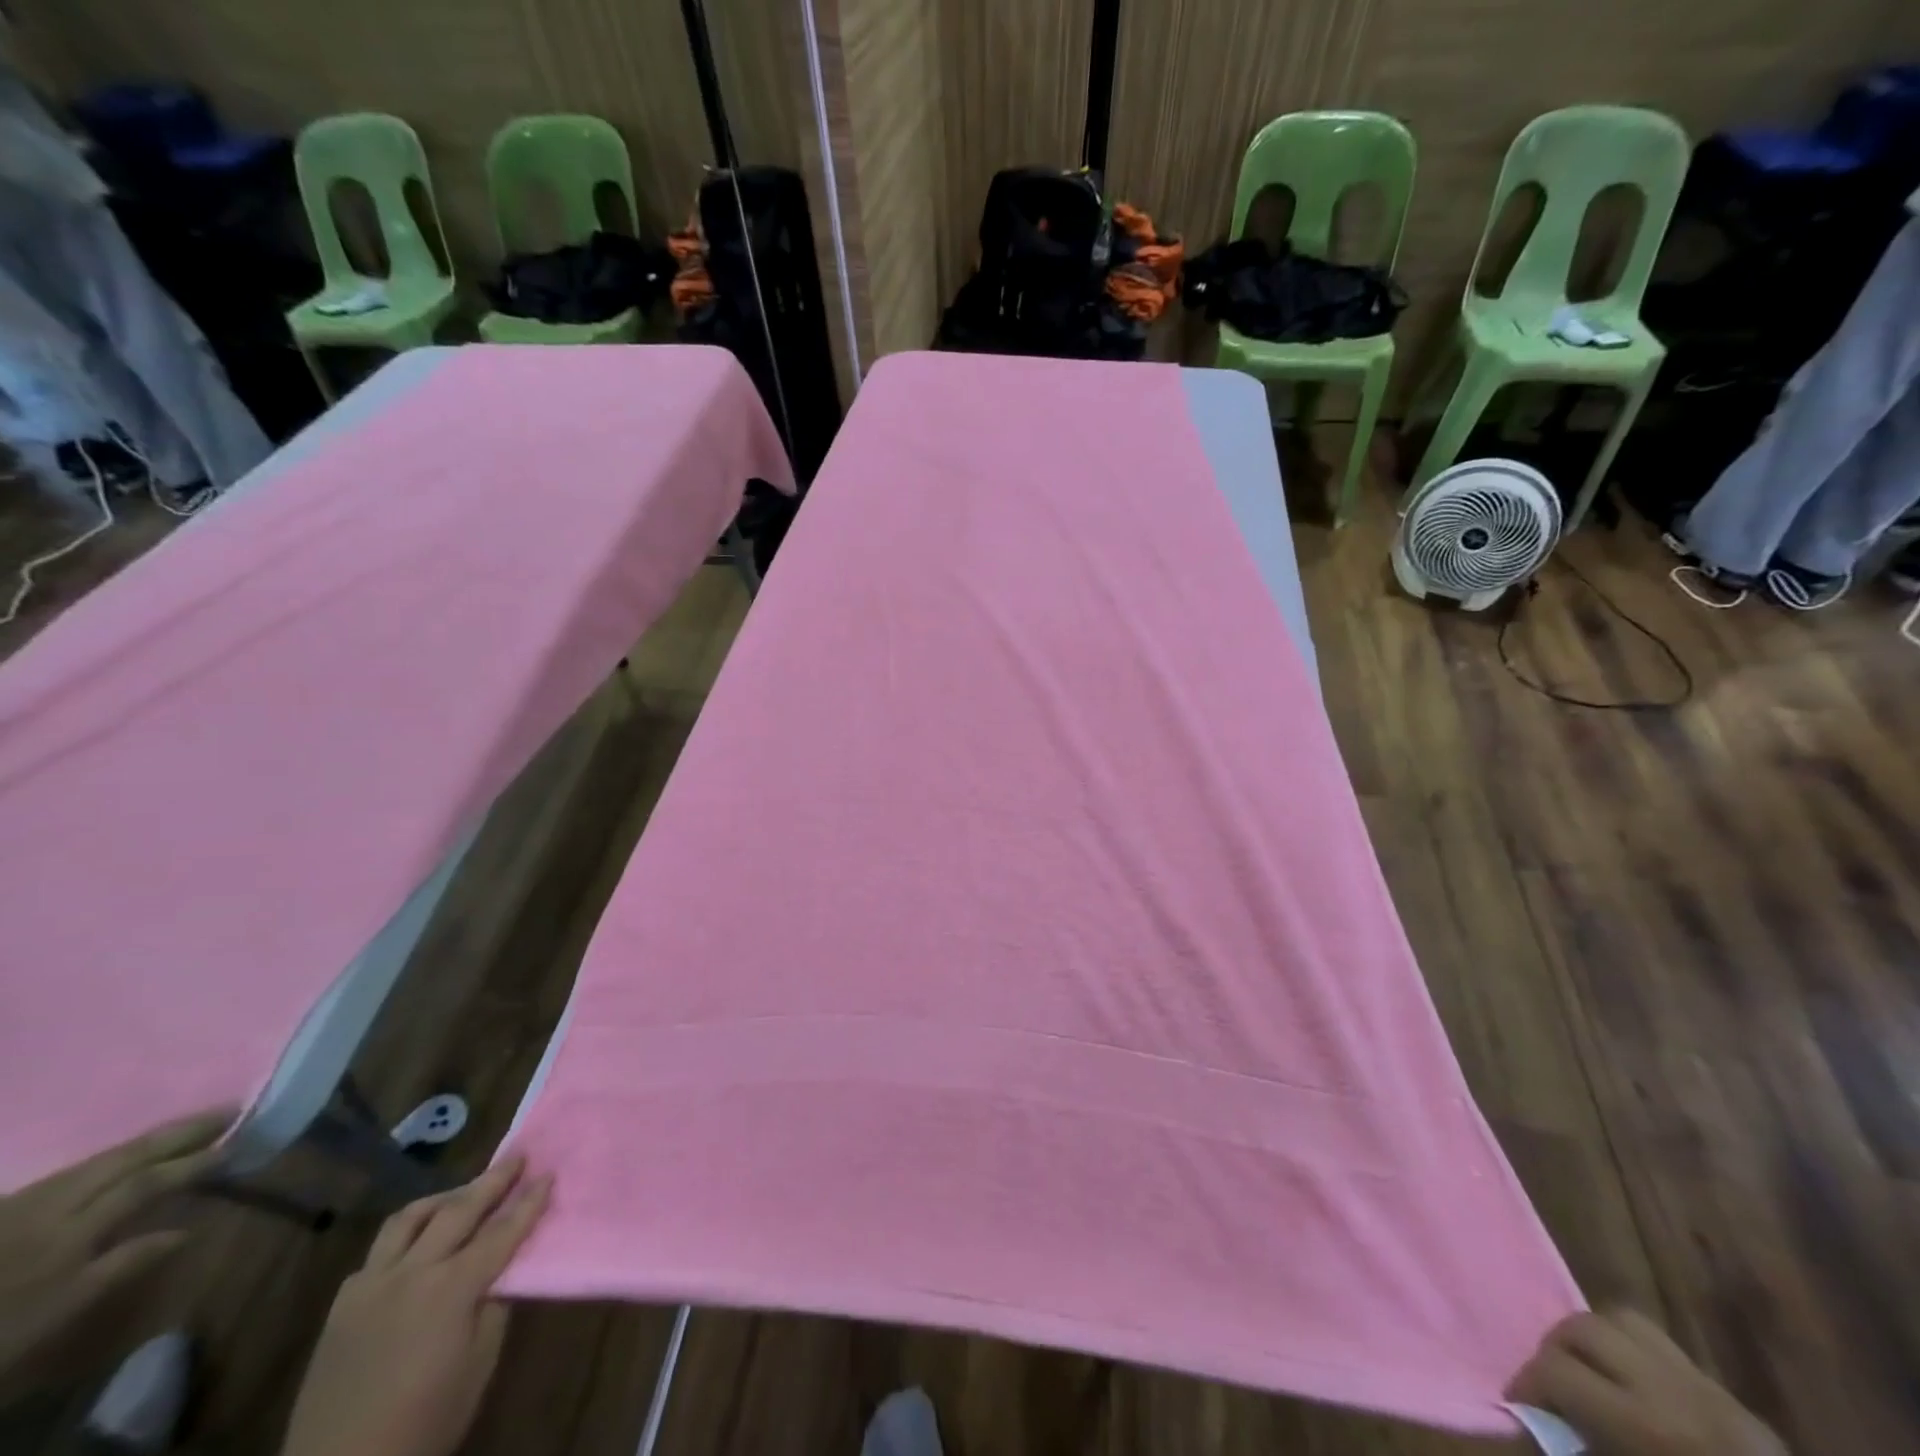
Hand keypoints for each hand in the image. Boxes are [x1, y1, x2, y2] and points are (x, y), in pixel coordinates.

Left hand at [0, 1109, 231, 1401]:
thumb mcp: (53, 1315)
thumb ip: (119, 1268)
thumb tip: (187, 1231)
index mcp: (69, 1231)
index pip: (144, 1184)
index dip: (192, 1162)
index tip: (237, 1144)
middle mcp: (52, 1205)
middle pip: (124, 1159)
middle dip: (179, 1133)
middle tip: (229, 1110)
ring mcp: (27, 1204)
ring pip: (98, 1159)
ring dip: (151, 1139)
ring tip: (191, 1124)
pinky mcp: (11, 1208)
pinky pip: (76, 1170)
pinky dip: (116, 1155)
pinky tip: (128, 1153)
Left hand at [281, 1154, 551, 1455]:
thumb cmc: (425, 1422)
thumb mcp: (478, 1363)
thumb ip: (493, 1305)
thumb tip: (501, 1269)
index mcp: (451, 1288)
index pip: (502, 1230)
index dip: (529, 1201)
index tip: (549, 1173)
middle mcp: (410, 1273)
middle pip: (458, 1210)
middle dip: (493, 1180)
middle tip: (517, 1157)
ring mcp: (369, 1286)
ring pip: (408, 1219)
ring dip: (444, 1198)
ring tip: (464, 1193)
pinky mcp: (342, 1307)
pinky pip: (378, 1253)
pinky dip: (405, 1237)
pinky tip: (416, 1247)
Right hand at [1507, 1309, 1786, 1455]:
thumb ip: (1579, 1445)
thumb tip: (1533, 1418)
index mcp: (1645, 1425)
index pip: (1556, 1370)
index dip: (1527, 1383)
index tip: (1519, 1405)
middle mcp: (1673, 1391)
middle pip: (1583, 1327)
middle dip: (1556, 1349)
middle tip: (1551, 1384)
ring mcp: (1708, 1387)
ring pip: (1623, 1319)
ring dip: (1594, 1338)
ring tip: (1589, 1371)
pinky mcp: (1733, 1396)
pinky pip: (1664, 1347)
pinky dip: (1635, 1352)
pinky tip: (1635, 1383)